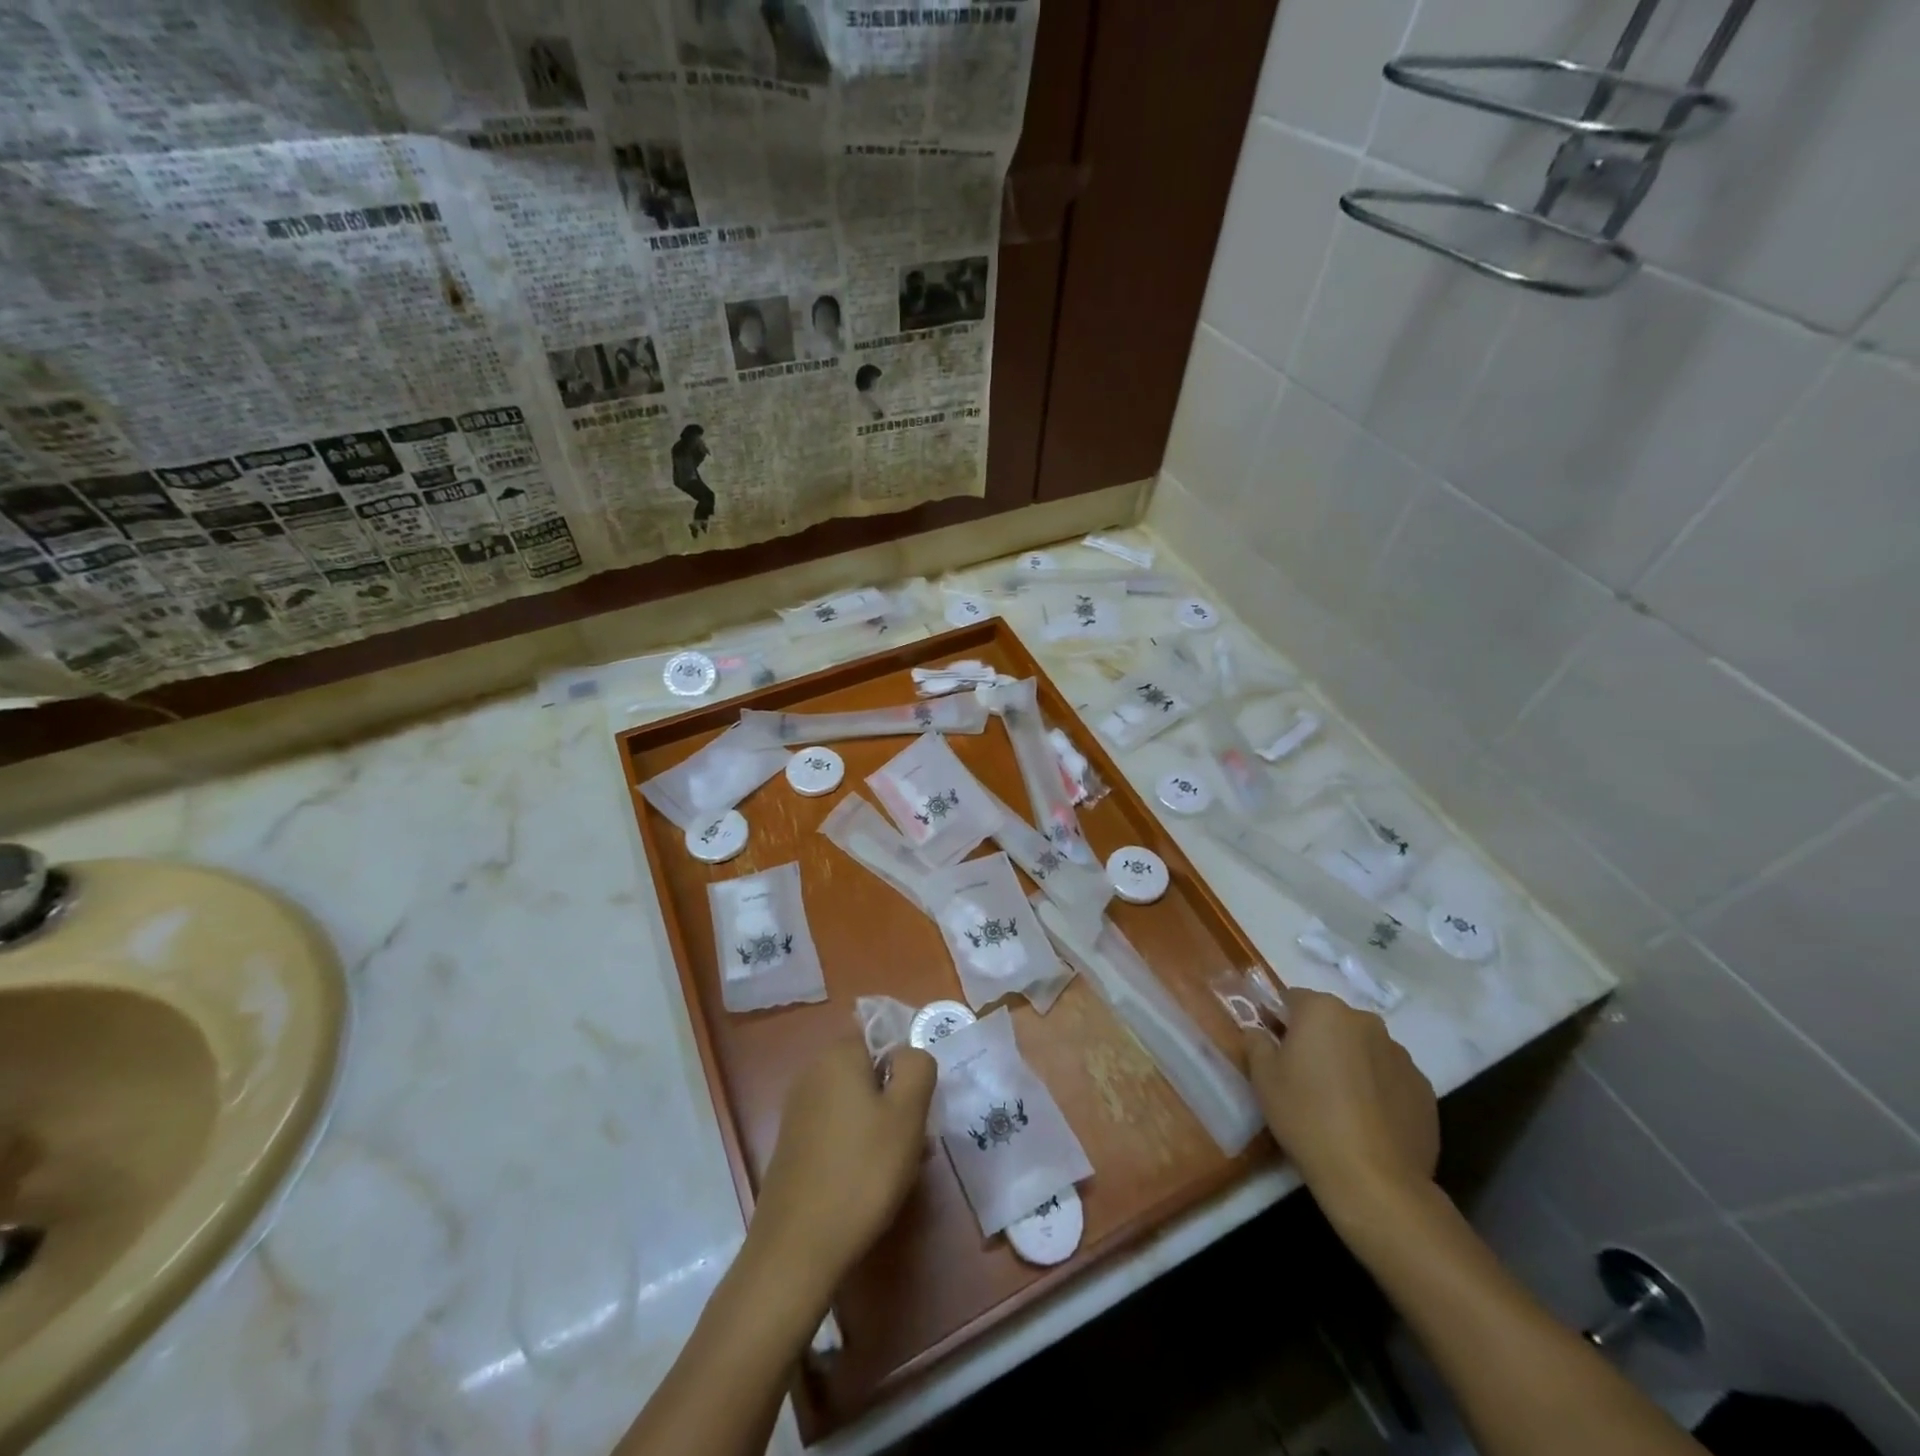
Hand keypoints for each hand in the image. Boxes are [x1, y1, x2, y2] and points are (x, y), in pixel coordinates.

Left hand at [752, 1037, 936, 1288]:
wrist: (797, 1249)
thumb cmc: (862, 1172)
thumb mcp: (908, 1112)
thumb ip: (917, 1067)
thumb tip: (909, 1054)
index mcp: (838, 1055)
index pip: (883, 1035)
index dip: (908, 1064)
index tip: (922, 1102)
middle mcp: (813, 1073)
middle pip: (870, 1070)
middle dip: (898, 1097)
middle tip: (918, 1136)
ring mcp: (799, 1110)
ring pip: (856, 1101)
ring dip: (882, 1124)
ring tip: (901, 1165)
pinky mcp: (794, 1144)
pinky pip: (838, 1127)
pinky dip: (859, 1143)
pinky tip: (872, 1180)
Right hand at [1244, 986, 1438, 1216]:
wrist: (1374, 1180)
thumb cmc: (1307, 1116)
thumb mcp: (1263, 1078)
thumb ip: (1256, 1042)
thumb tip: (1259, 1031)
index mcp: (1323, 1010)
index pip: (1292, 999)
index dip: (1278, 1019)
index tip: (1272, 1046)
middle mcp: (1365, 1022)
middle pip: (1331, 1021)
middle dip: (1317, 1039)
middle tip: (1303, 1075)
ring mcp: (1401, 1055)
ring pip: (1363, 1048)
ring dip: (1349, 1062)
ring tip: (1339, 1102)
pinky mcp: (1424, 1089)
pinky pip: (1389, 1077)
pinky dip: (1377, 1088)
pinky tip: (1367, 1120)